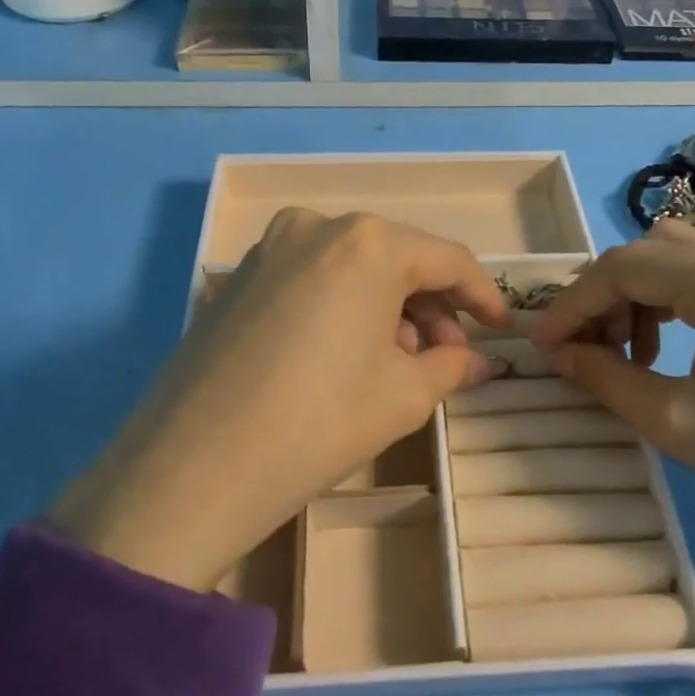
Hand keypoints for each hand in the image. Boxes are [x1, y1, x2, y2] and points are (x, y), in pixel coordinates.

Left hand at [47, 209, 508, 590]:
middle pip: (398, 259)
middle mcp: (317, 226)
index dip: (482, 295)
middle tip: (447, 359)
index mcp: (368, 242)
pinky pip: (312, 279)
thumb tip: (482, 361)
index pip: (447, 259)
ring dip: (388, 308)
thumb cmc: (319, 422)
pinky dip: (343, 307)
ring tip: (398, 363)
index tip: (501, 329)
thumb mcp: (404, 396)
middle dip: (432, 307)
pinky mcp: (237, 279)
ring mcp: (269, 249)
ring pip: (353, 268)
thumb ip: (453, 367)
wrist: (194, 469)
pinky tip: (346, 355)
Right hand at [531, 222, 694, 604]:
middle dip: (606, 295)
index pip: (624, 266)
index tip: (542, 345)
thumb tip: (555, 354)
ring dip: (642, 296)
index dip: (573, 304)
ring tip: (628, 355)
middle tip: (583, 349)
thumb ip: (605, 377)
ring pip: (684, 258)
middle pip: (652, 250)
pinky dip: (680, 301)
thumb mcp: (677, 422)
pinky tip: (672, 347)